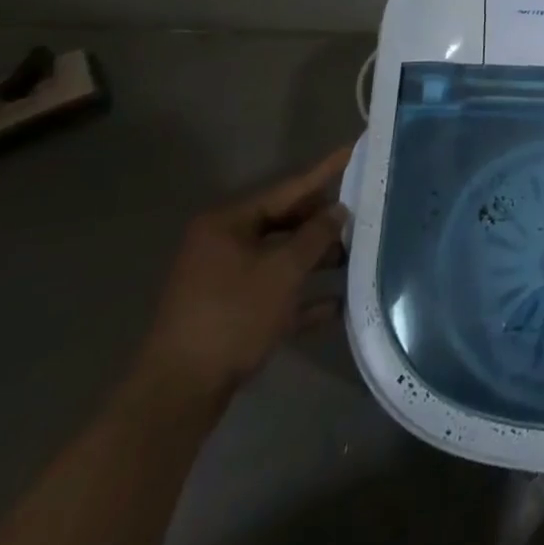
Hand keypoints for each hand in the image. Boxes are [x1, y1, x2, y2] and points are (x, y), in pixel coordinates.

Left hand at [136, 147, 350, 406]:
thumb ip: (316, 235)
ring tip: (357, 258)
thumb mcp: (283, 270)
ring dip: (316, 262)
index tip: (353, 150)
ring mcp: (223, 282)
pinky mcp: (228, 316)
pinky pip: (273, 295)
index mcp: (228, 223)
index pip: (288, 189)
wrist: (179, 394)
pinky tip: (337, 305)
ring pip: (280, 260)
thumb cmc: (233, 316)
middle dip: (323, 224)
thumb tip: (338, 210)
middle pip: (284, 224)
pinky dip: (301, 298)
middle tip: (364, 213)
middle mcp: (223, 245)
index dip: (324, 172)